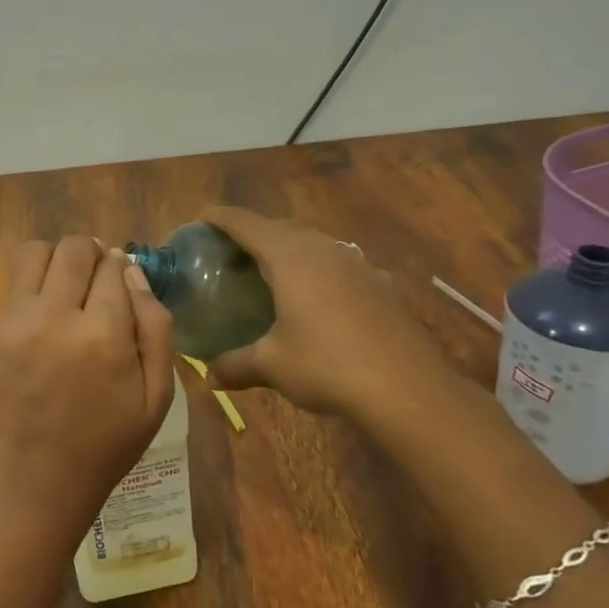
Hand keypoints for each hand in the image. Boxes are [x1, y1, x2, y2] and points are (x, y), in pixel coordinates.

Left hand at [0, 236, 176, 536]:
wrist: (37, 480)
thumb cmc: (107, 443)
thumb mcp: (157, 395)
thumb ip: (156, 326)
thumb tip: (134, 273)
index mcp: (103, 335)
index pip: (114, 265)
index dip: (123, 268)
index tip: (123, 283)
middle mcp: (55, 317)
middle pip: (74, 248)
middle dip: (92, 255)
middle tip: (97, 280)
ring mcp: (16, 322)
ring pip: (35, 252)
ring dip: (56, 260)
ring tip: (67, 288)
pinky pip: (14, 286)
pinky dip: (33, 289)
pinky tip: (44, 320)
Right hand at [201, 207, 457, 419]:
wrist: (408, 389)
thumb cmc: (327, 365)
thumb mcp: (271, 366)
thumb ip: (235, 364)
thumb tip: (210, 375)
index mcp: (290, 256)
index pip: (246, 223)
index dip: (220, 218)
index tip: (200, 220)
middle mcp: (324, 248)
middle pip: (280, 227)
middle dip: (253, 234)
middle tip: (230, 255)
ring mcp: (358, 264)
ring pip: (314, 244)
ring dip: (289, 251)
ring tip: (272, 275)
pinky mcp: (381, 284)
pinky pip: (340, 266)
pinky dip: (319, 273)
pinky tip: (319, 301)